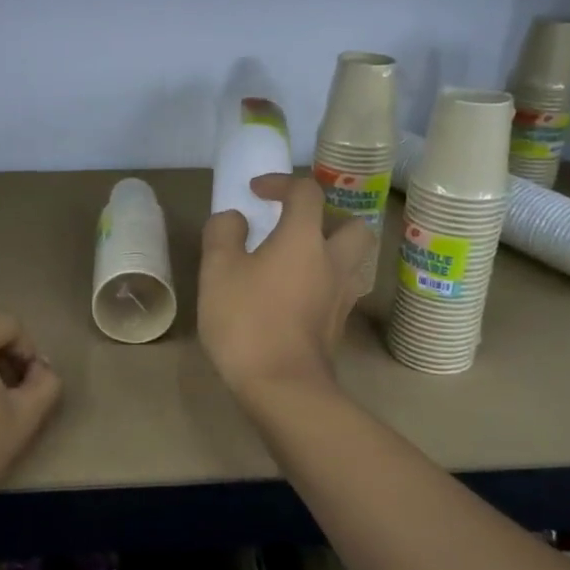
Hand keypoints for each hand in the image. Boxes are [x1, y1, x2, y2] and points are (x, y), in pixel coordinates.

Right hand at [199, 173, 373, 401]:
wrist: (282, 387)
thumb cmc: (247, 320)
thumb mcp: (217, 269)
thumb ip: (224, 233)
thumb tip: (236, 219)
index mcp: (304, 238)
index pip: (306, 192)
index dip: (281, 183)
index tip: (256, 191)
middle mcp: (333, 261)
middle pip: (351, 225)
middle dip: (326, 218)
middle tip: (295, 227)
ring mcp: (341, 295)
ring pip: (352, 260)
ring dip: (331, 250)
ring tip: (298, 260)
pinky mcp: (338, 325)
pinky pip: (340, 289)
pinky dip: (324, 281)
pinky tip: (297, 294)